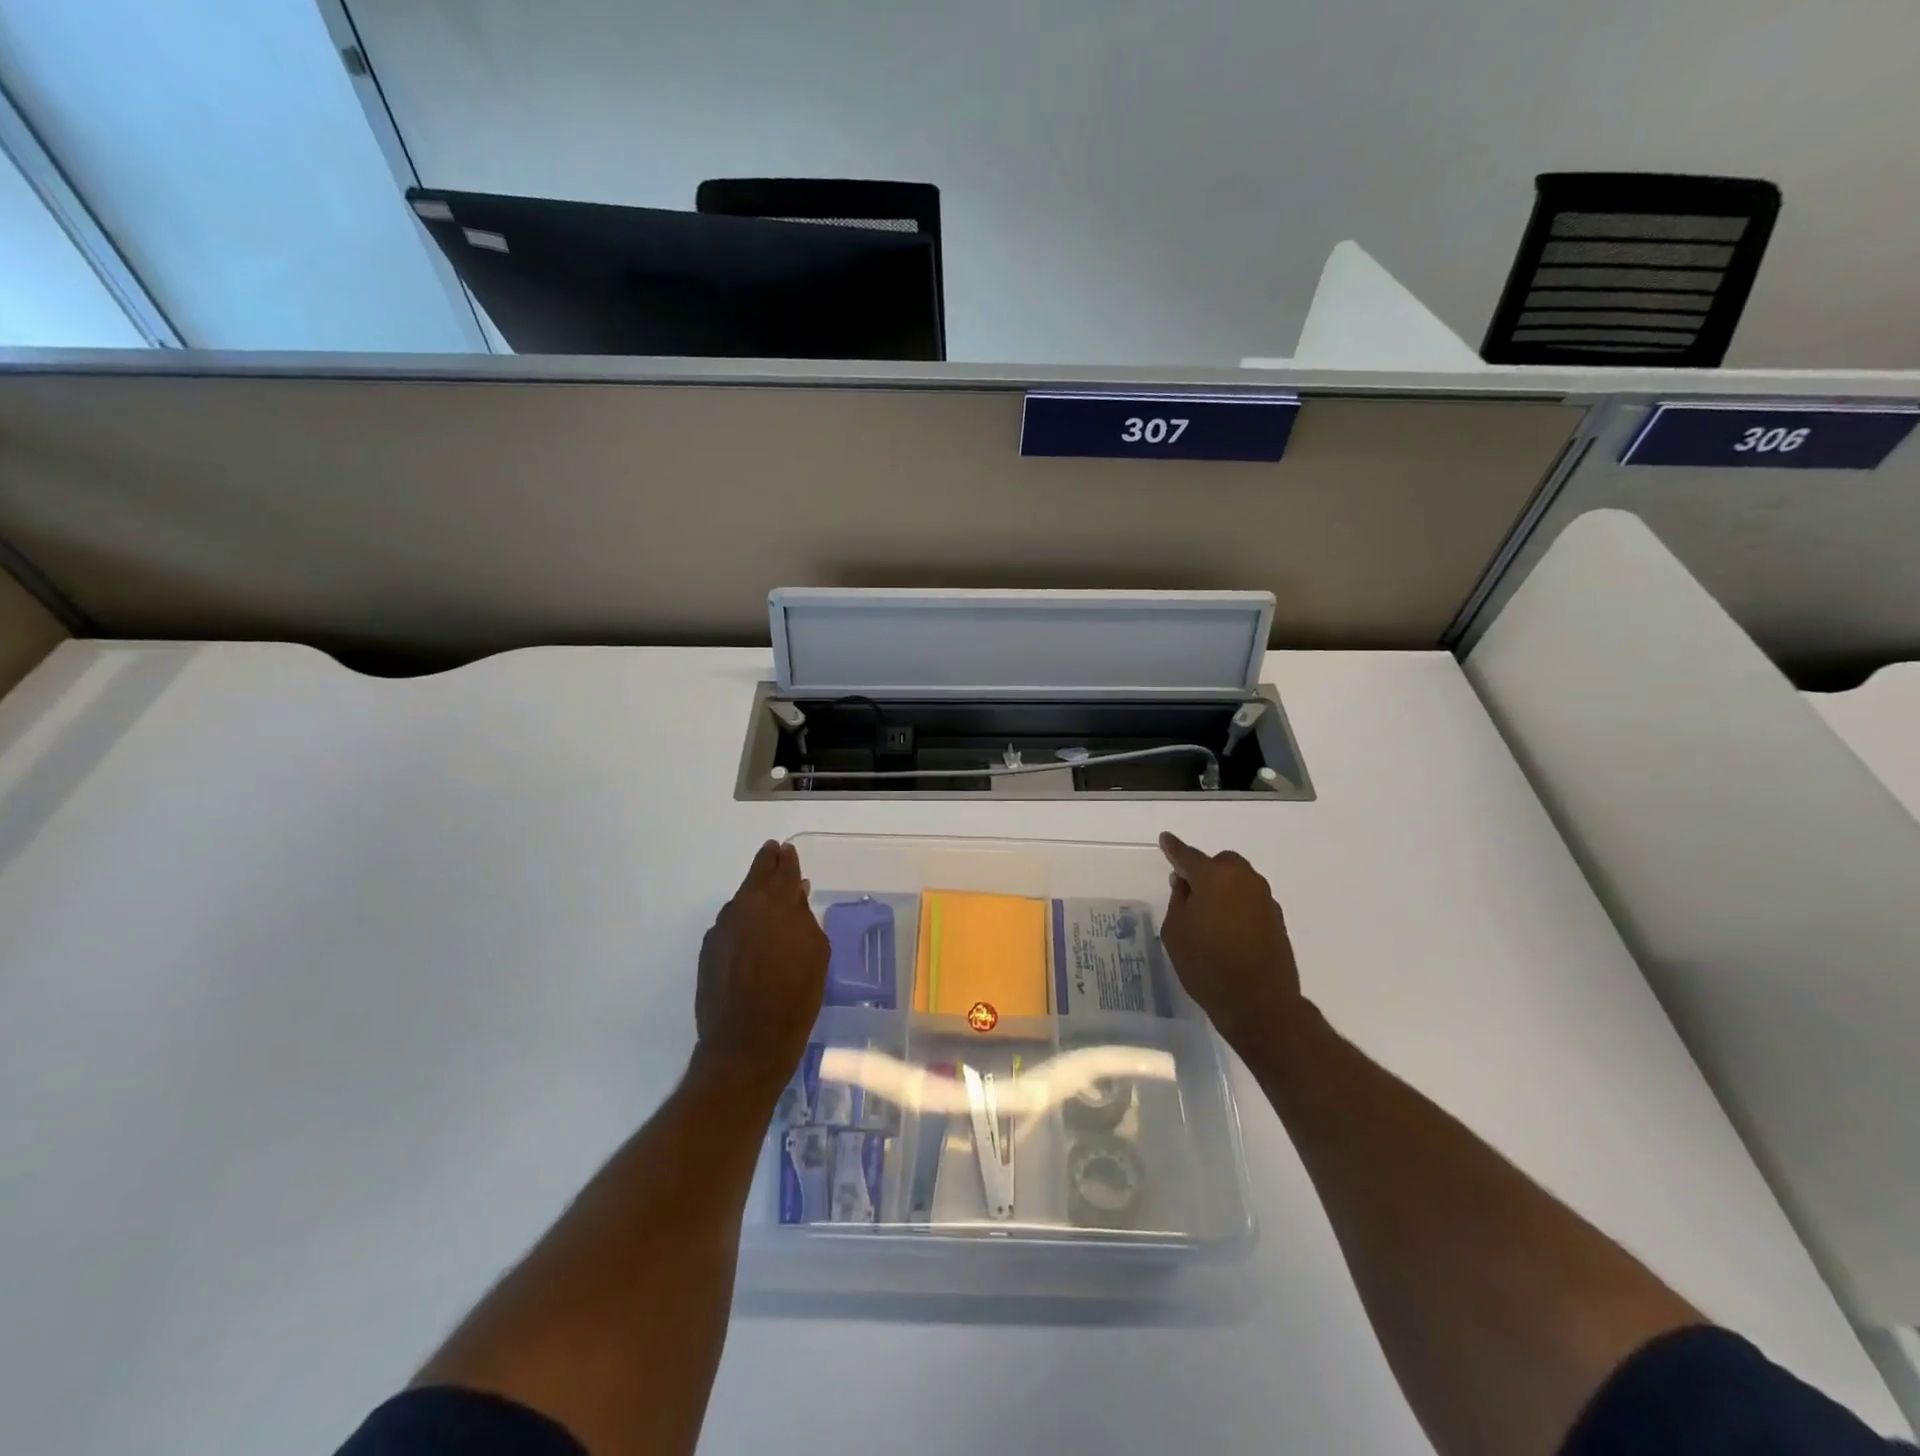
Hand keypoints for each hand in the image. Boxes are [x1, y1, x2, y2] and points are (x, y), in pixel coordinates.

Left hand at [695, 841, 828, 1091]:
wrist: (746, 1044)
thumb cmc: (795, 997)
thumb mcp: (816, 954)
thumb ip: (805, 918)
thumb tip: (796, 895)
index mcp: (776, 904)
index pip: (783, 871)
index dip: (787, 860)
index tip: (787, 850)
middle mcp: (745, 908)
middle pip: (756, 876)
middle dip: (766, 864)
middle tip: (773, 852)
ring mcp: (722, 929)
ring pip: (741, 900)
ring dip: (753, 893)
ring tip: (766, 895)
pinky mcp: (708, 951)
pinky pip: (730, 924)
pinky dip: (742, 919)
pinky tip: (751, 931)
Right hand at [1159, 832, 1306, 1054]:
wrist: (1259, 1002)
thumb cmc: (1206, 964)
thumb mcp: (1175, 931)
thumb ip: (1179, 900)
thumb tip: (1186, 884)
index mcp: (1214, 877)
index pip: (1187, 855)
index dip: (1174, 848)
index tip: (1165, 839)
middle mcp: (1243, 880)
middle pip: (1221, 863)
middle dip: (1205, 870)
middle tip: (1189, 890)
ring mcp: (1264, 899)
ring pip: (1239, 880)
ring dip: (1223, 888)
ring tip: (1208, 913)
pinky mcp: (1277, 919)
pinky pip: (1250, 900)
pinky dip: (1237, 905)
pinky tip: (1227, 928)